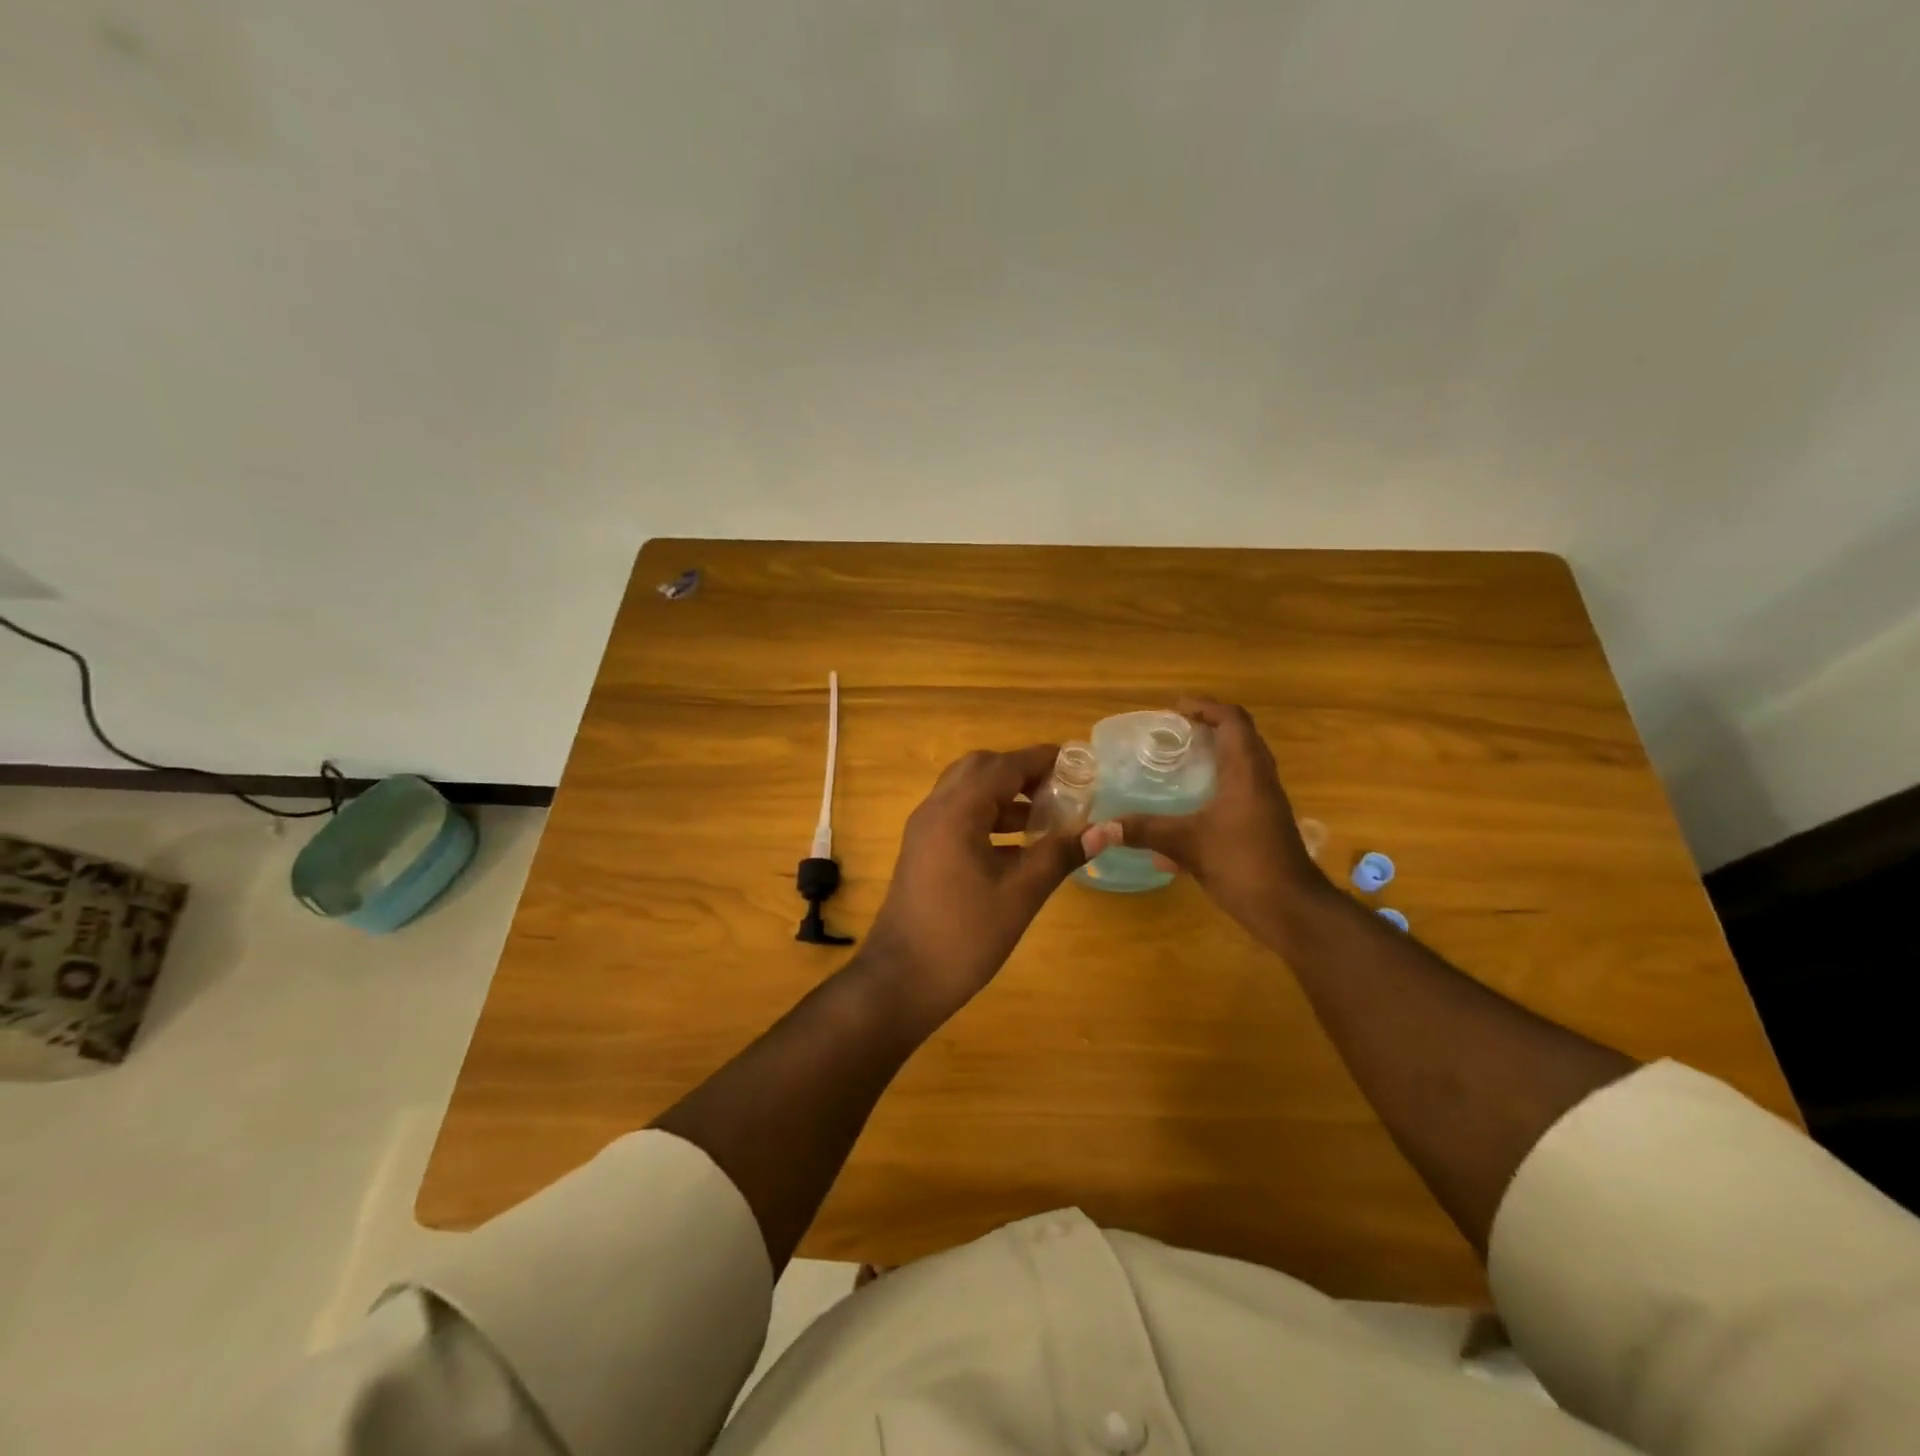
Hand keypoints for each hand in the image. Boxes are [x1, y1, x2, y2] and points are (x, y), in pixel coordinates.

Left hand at [857, 745, 1090, 1027]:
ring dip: (1005, 795)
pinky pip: (958, 816)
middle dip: (1021, 772)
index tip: (1080, 762)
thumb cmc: (963, 936)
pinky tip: (1019, 845)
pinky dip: (989, 817)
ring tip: (1047, 815)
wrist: (901, 980)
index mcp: (956, 811)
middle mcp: (935, 809)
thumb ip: (1060, 855)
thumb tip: (1106, 830)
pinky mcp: (923, 851)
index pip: (1004, 766)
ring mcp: (925, 830)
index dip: (1042, 759)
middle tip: (1060, 787)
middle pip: (980, 769)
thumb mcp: (1020, 895)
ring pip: (967, 792)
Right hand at [1089, 698, 1328, 944]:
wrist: (1292, 911)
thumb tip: (1098, 828)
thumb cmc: (1244, 864)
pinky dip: (1213, 794)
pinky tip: (1184, 818)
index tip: (1175, 709)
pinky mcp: (1262, 828)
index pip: (1233, 721)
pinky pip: (1236, 797)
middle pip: (1240, 739)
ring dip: (1213, 760)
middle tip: (1174, 733)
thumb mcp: (1188, 844)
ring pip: (1240, 769)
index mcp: (1246, 772)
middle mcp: (1260, 781)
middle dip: (1208, 729)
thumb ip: (1144, 831)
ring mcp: (1264, 806)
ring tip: (1177, 765)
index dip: (1206, 707)